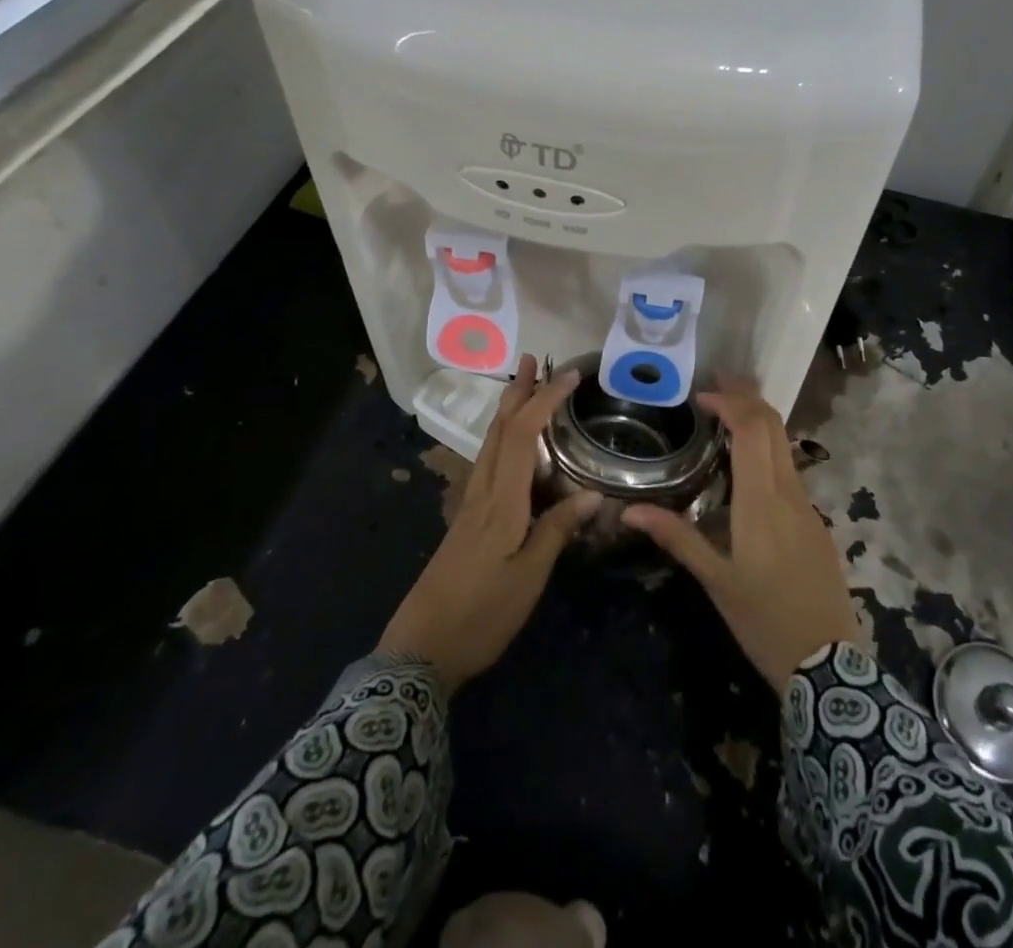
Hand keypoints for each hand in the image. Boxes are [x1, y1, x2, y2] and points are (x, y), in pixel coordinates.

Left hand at [380, 356, 596, 690]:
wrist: (419, 652)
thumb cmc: (480, 615)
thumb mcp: (528, 578)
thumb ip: (557, 531)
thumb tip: (593, 494)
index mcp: (500, 502)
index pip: (523, 435)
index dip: (545, 400)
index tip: (570, 376)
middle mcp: (481, 492)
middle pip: (498, 429)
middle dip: (517, 390)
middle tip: (534, 360)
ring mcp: (469, 505)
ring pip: (489, 443)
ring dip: (508, 410)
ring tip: (525, 388)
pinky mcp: (465, 520)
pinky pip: (488, 463)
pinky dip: (504, 438)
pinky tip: (513, 447)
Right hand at [623, 378, 864, 692]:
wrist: (829, 664)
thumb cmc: (763, 619)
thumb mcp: (715, 581)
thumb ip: (676, 537)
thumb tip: (629, 511)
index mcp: (761, 501)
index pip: (752, 429)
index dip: (730, 403)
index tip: (702, 395)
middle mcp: (789, 492)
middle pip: (774, 426)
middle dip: (747, 397)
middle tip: (715, 386)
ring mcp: (808, 505)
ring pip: (785, 445)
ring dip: (759, 421)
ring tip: (726, 416)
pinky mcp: (815, 520)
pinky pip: (790, 469)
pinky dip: (768, 449)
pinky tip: (747, 464)